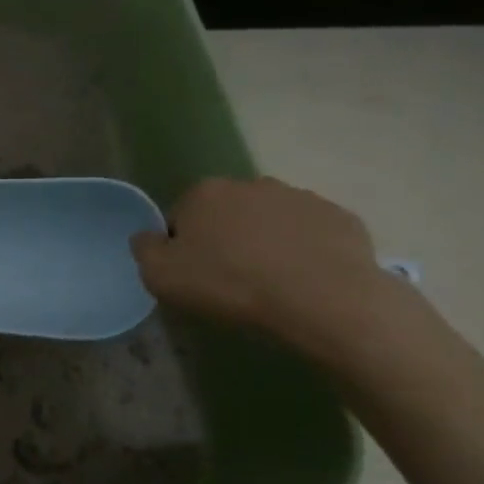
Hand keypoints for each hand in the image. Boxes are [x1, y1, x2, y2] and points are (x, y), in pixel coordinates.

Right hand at [131, 177, 392, 351]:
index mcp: (205, 193)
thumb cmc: (229, 285)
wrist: (320, 299)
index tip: (192, 274)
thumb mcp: (161, 276)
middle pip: (226, 213)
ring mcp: (300, 197)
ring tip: (269, 282)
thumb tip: (147, 236)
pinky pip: (310, 234)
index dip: (182, 246)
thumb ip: (145, 249)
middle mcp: (251, 184)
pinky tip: (303, 280)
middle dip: (225, 238)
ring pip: (270, 221)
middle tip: (229, 279)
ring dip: (265, 242)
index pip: (180, 216)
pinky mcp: (339, 217)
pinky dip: (303, 251)